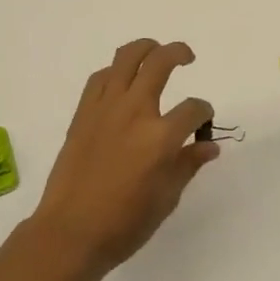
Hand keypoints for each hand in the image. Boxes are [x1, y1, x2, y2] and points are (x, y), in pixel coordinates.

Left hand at [31, 39, 218, 275]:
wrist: (70, 232)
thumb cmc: (124, 224)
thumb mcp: (167, 199)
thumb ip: (188, 164)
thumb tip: (209, 146)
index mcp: (160, 137)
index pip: (193, 110)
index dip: (204, 112)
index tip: (204, 121)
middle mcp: (134, 112)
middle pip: (160, 63)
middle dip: (179, 53)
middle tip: (187, 57)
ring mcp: (105, 108)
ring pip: (126, 58)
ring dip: (145, 48)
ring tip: (155, 52)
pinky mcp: (83, 113)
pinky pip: (100, 78)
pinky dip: (115, 72)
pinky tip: (122, 80)